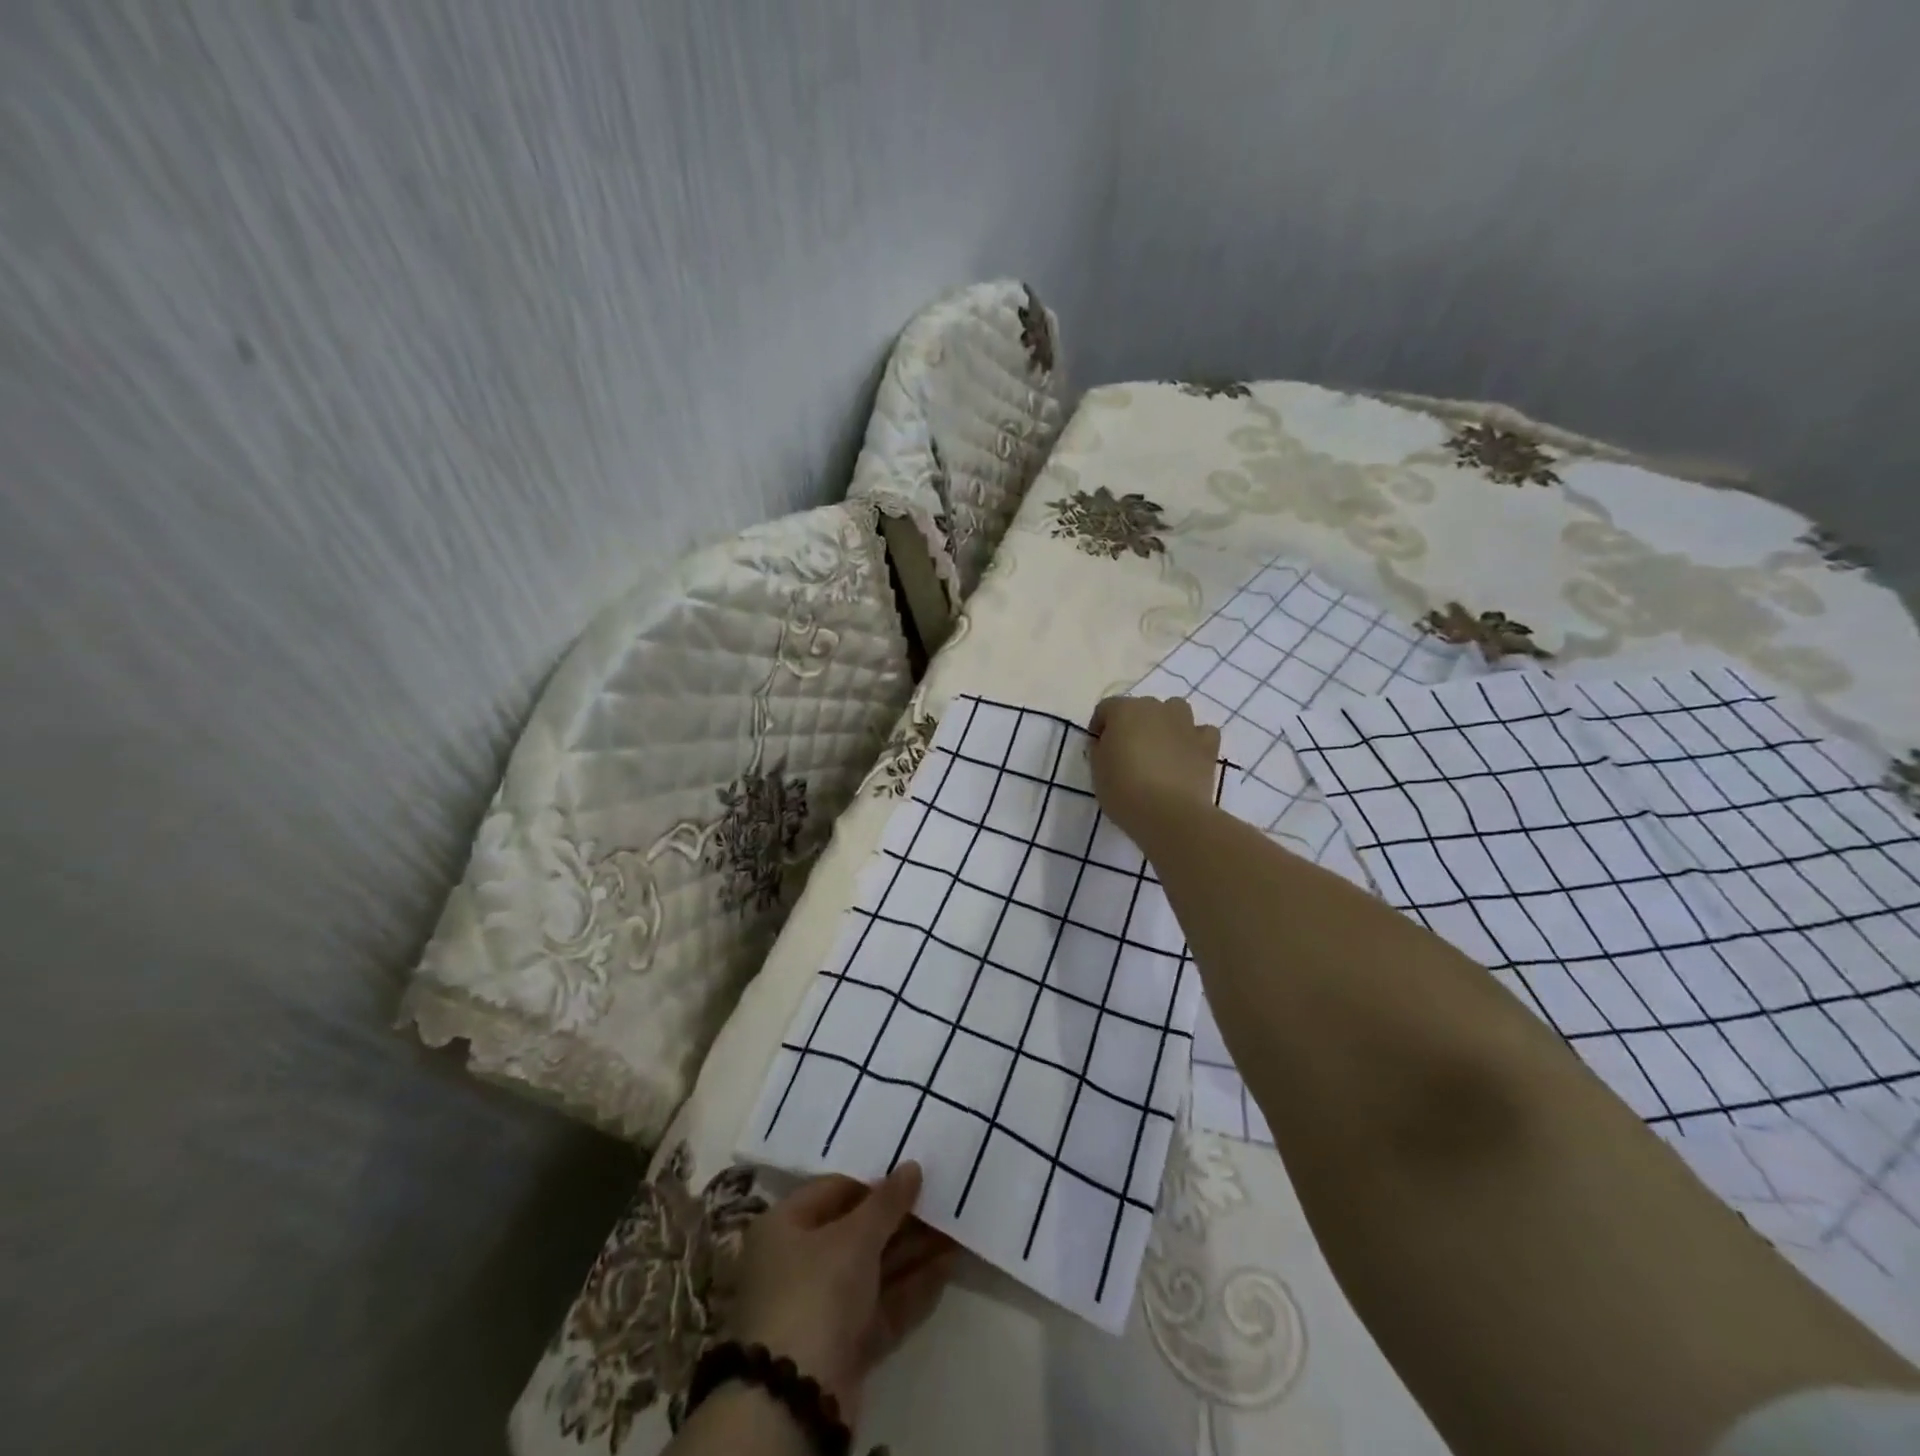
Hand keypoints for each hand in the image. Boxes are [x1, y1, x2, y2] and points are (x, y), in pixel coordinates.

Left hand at [726, 1163, 957, 1426]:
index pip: (834, 1189)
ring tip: (956, 1228)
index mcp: (785, 1227)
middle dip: (901, 1218)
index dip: (874, 1180)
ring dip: (914, 1250)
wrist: (796, 1400)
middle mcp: (799, 1263)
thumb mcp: (853, 1237)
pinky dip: (913, 1287)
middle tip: (941, 1197)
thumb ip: (887, 1201)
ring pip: (875, 1269)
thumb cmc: (815, 1291)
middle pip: (857, 1231)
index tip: (912, 1172)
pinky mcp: (846, 1344)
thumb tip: (912, 1167)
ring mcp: (823, 1307)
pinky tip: (948, 1265)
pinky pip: (883, 1305)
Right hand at [1088, 695, 1220, 841]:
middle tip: (1128, 752)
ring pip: (1175, 711)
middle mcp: (1156, 708)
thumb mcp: (1097, 771)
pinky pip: (1201, 732)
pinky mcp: (1207, 744)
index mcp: (1124, 711)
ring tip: (1160, 750)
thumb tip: (1105, 743)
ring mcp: (1185, 723)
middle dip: (1133, 725)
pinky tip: (1187, 756)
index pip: (1106, 708)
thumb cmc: (1124, 791)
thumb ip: (1099, 750)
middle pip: (1141, 708)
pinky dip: (1194, 739)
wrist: (1169, 813)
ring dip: (1166, 724)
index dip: (1100, 726)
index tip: (1098, 747)